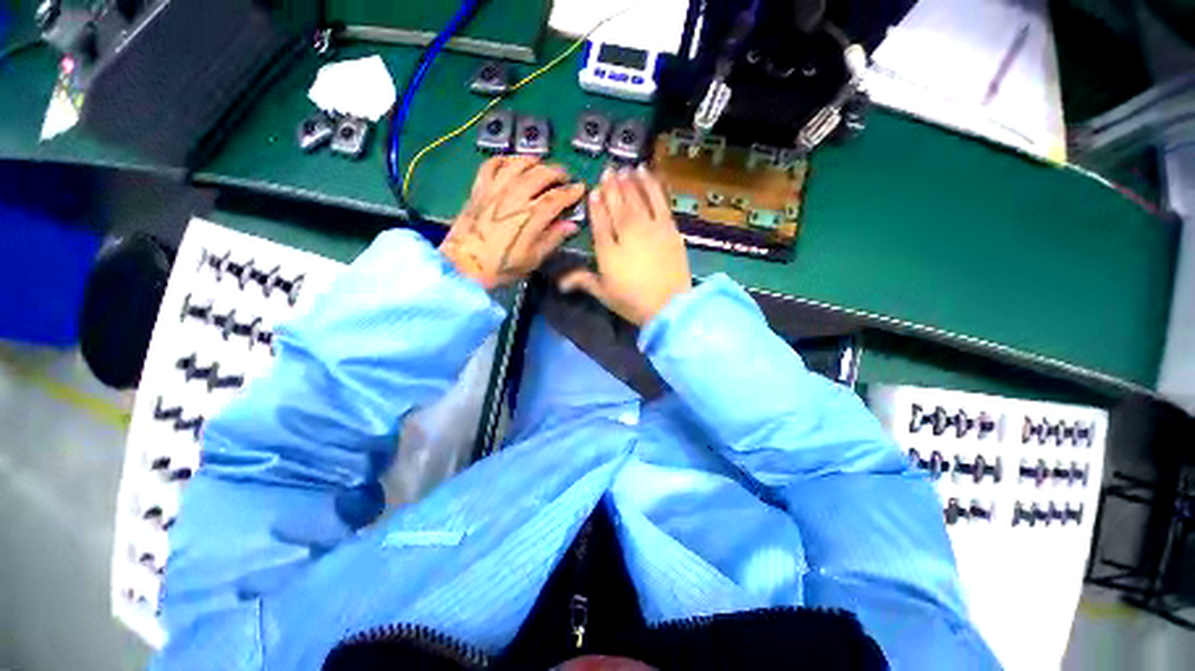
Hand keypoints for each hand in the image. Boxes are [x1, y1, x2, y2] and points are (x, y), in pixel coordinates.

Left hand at [441, 156, 585, 289]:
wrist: (465, 266)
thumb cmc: (502, 267)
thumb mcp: (533, 259)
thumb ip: (552, 239)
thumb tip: (571, 225)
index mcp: (530, 217)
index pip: (556, 198)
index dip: (571, 191)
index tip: (580, 188)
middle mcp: (514, 197)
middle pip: (539, 174)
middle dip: (555, 172)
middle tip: (563, 176)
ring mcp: (494, 190)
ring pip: (517, 164)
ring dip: (532, 161)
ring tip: (540, 165)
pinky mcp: (478, 189)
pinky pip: (491, 165)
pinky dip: (503, 160)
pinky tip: (510, 163)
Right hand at [560, 167, 691, 325]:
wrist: (669, 306)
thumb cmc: (633, 303)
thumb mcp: (604, 294)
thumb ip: (583, 281)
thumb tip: (559, 283)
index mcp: (608, 251)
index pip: (599, 222)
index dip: (596, 205)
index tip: (594, 191)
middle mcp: (627, 234)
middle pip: (617, 206)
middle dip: (611, 187)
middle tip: (608, 171)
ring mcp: (650, 229)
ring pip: (637, 199)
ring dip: (630, 182)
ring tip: (625, 168)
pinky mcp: (669, 229)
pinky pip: (659, 201)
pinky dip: (652, 186)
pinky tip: (647, 174)